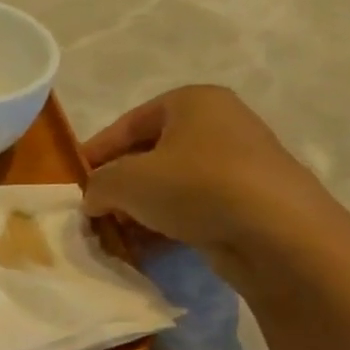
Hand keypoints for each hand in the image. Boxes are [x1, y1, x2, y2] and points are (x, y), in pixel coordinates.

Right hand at [80, 85, 341, 280]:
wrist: (276, 232)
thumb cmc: (194, 187)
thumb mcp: (124, 181)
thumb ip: (97, 185)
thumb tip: (94, 199)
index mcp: (192, 102)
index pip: (128, 123)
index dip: (95, 152)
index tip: (73, 181)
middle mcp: (218, 124)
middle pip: (149, 154)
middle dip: (117, 185)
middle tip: (93, 211)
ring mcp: (236, 163)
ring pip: (169, 184)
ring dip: (138, 209)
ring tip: (116, 234)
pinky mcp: (246, 200)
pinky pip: (192, 207)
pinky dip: (165, 224)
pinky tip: (146, 247)